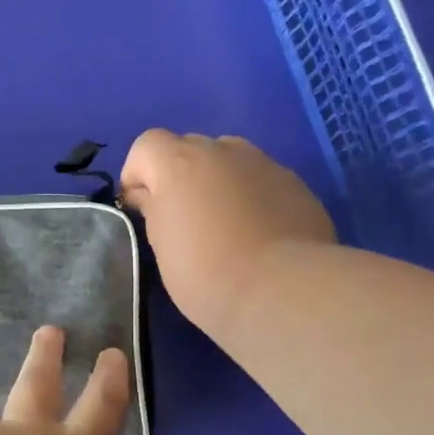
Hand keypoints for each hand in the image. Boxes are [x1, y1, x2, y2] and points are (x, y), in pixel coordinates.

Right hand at [120, 129, 337, 334]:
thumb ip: (153, 210)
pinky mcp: (294, 183)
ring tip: (224, 225)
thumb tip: (149, 195)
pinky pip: (260, 180)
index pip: (146, 145)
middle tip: (183, 219)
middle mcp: (221, 150)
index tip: (140, 208)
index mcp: (179, 163)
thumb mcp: (162, 246)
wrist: (282, 289)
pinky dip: (251, 197)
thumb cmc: (205, 273)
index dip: (138, 173)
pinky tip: (258, 234)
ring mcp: (263, 163)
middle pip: (189, 148)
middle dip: (180, 176)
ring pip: (229, 161)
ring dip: (218, 182)